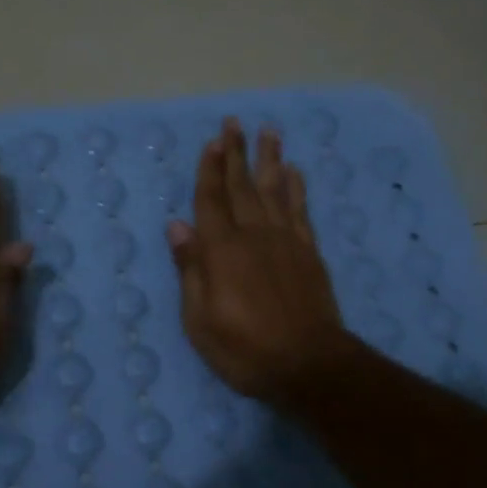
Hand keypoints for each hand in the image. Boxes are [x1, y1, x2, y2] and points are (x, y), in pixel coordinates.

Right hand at [166, 118, 354, 405]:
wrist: (309, 364)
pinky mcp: (309, 253)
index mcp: (222, 251)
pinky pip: (301, 211)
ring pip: (275, 190)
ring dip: (269, 160)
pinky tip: (295, 172)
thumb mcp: (200, 320)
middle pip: (242, 187)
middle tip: (234, 122)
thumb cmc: (245, 349)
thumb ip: (190, 269)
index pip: (211, 200)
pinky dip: (297, 189)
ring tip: (269, 132)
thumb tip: (177, 226)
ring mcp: (286, 241)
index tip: (212, 141)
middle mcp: (254, 235)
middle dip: (236, 153)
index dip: (209, 170)